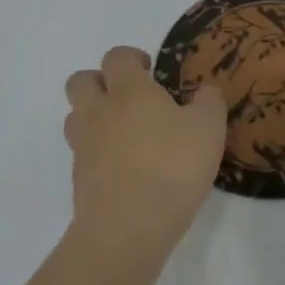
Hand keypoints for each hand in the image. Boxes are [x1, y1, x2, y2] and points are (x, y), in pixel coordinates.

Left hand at [65, 46, 227, 265]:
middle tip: (129, 96)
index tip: (150, 69)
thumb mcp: (209, 129)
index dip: (131, 57)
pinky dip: (97, 151)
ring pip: (75, 115)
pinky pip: (82, 151)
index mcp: (130, 91)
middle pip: (81, 81)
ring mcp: (83, 145)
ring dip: (94, 114)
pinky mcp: (78, 178)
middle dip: (100, 81)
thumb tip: (206, 91)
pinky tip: (124, 166)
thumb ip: (209, 103)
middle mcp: (99, 111)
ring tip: (123, 131)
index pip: (116, 57)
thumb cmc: (172, 167)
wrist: (128, 227)